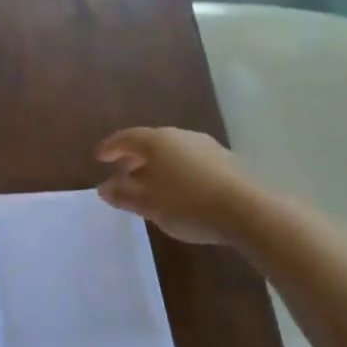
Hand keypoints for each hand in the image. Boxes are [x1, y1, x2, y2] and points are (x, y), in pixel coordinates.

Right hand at [96, 127, 255, 245]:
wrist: (247, 210)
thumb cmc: (188, 205)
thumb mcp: (149, 205)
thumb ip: (124, 195)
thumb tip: (103, 188)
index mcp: (158, 142)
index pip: (127, 138)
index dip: (111, 147)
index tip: (99, 158)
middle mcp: (180, 136)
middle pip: (150, 142)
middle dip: (134, 157)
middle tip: (122, 172)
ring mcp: (205, 146)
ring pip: (172, 151)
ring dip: (156, 165)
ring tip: (149, 184)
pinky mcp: (225, 160)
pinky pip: (190, 160)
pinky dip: (176, 170)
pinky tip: (178, 190)